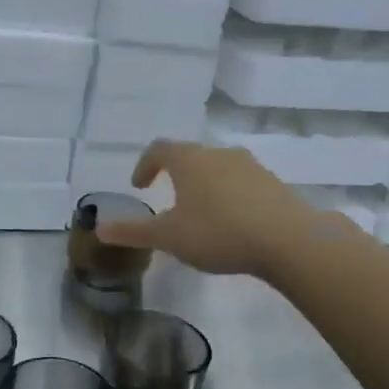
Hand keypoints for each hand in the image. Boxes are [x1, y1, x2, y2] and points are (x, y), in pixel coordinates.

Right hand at [93, 139, 339, 278]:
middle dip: (177, 175)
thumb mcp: (169, 237)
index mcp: (189, 160)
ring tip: (201, 213)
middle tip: (169, 198)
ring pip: (218, 168)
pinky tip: (232, 222)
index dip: (145, 165)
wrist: (288, 239)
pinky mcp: (273, 183)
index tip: (140, 185)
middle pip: (190, 156)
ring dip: (205, 185)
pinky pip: (242, 183)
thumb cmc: (218, 232)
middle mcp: (218, 154)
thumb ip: (134, 232)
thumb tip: (100, 228)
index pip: (159, 149)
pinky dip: (230, 196)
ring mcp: (250, 166)